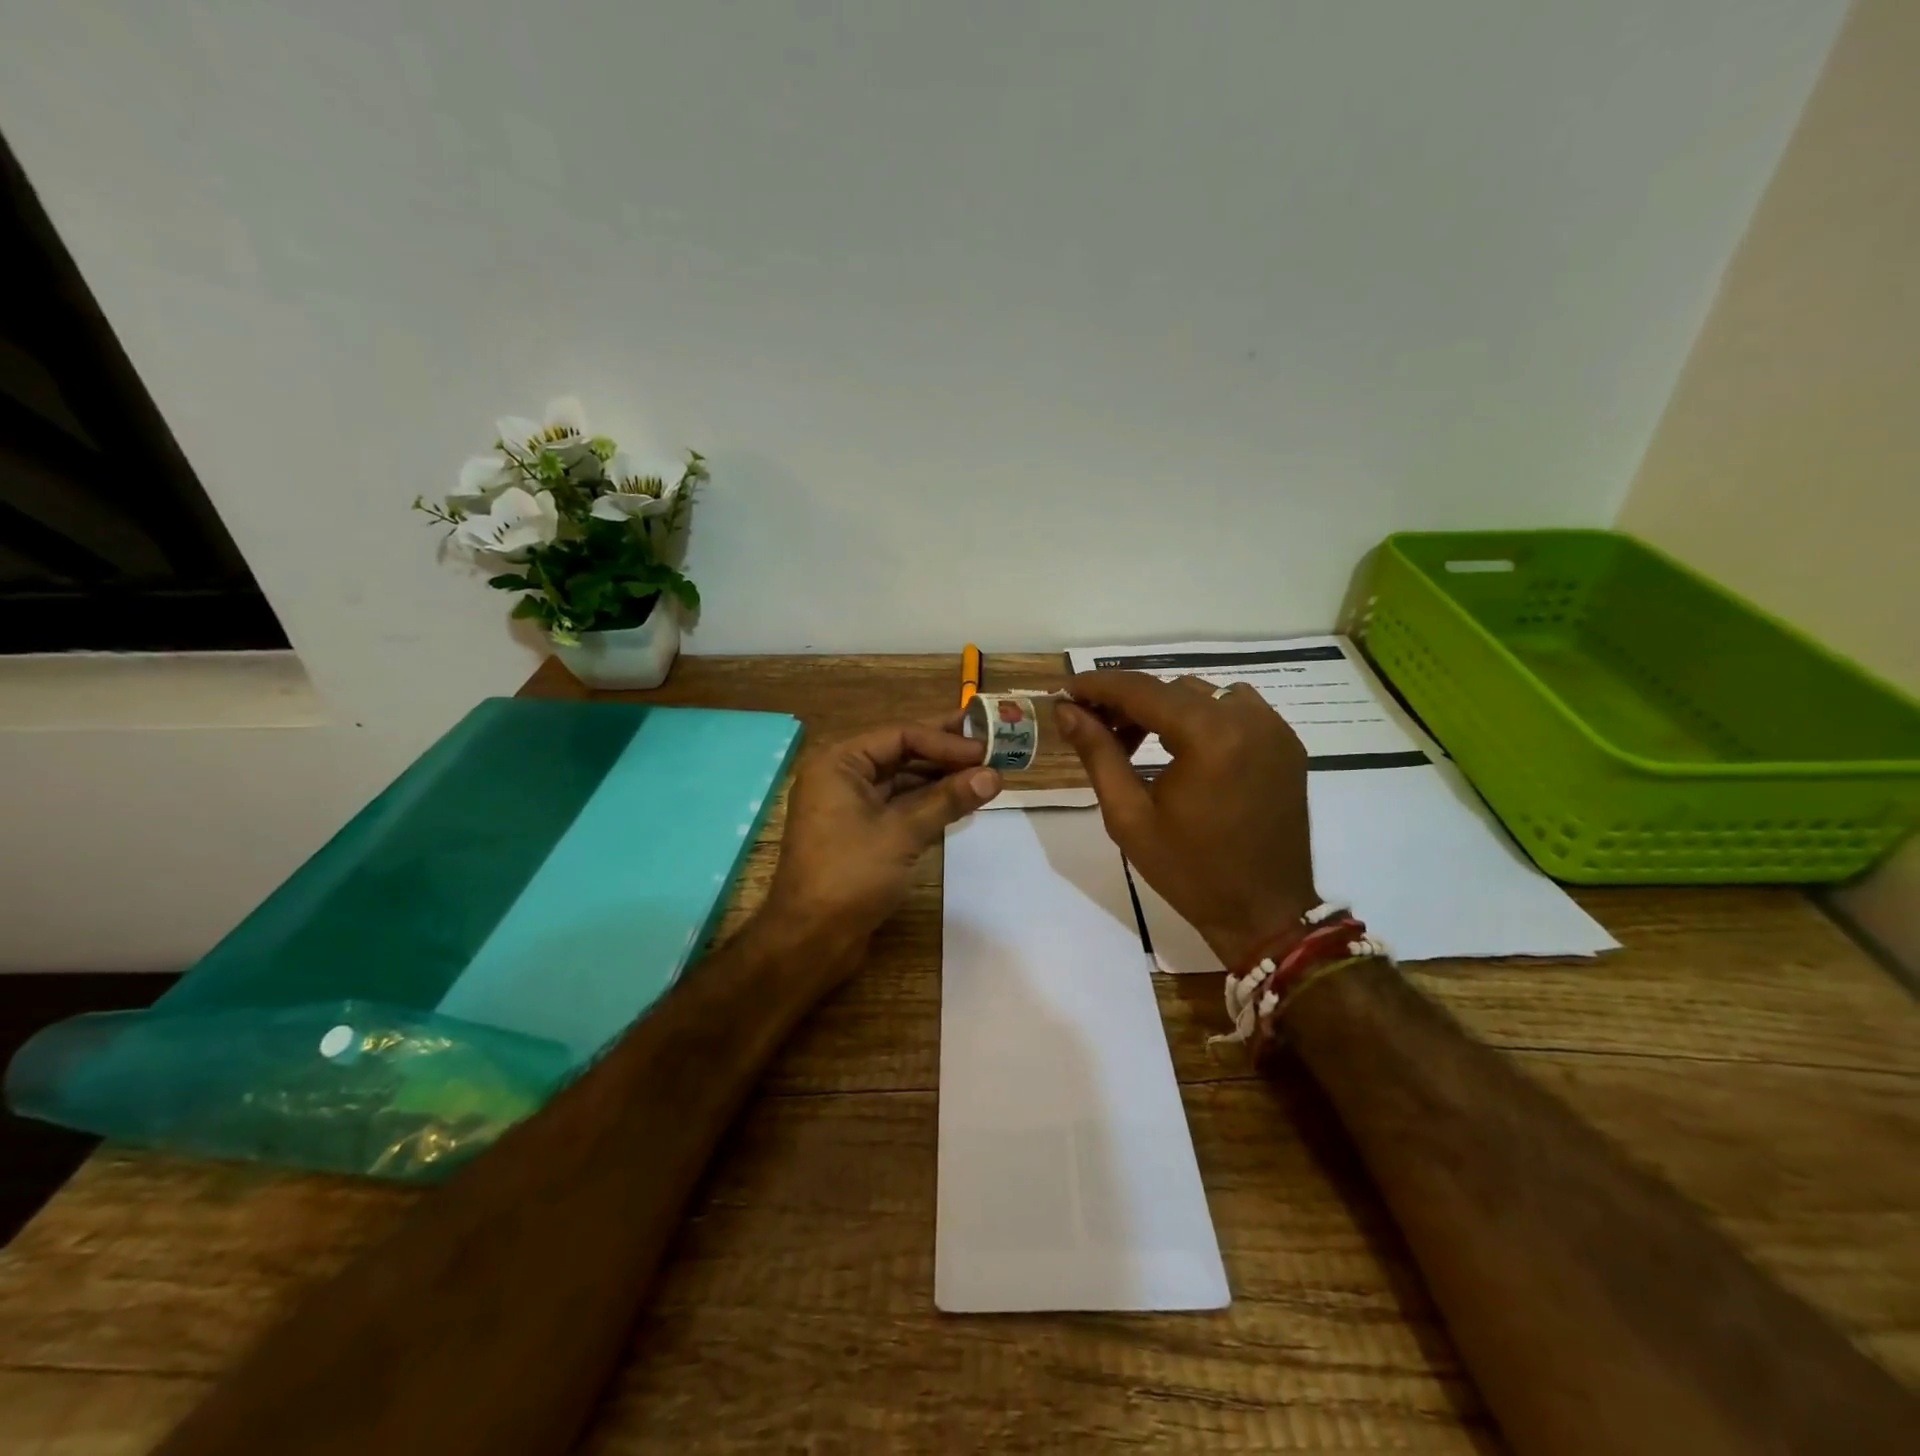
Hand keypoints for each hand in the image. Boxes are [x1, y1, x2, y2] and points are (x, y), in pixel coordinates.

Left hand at [761, 716, 1001, 975]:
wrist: (810, 940)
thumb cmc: (850, 875)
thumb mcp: (902, 832)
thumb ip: (948, 800)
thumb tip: (993, 775)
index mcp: (839, 763)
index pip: (900, 735)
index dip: (945, 740)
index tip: (985, 750)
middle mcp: (841, 777)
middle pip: (900, 754)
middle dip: (944, 754)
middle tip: (989, 746)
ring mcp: (849, 807)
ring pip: (901, 782)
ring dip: (939, 779)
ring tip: (983, 775)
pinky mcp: (860, 834)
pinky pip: (898, 807)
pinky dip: (927, 804)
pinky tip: (959, 802)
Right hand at [1054, 672, 1317, 965]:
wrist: (1264, 912)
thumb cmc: (1189, 871)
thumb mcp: (1129, 816)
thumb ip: (1098, 754)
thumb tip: (1067, 711)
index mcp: (1210, 737)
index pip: (1142, 690)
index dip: (1098, 686)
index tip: (1065, 692)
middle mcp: (1248, 718)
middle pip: (1171, 689)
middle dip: (1127, 702)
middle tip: (1094, 727)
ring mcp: (1274, 728)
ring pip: (1203, 693)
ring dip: (1163, 707)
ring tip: (1135, 740)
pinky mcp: (1286, 743)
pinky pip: (1234, 708)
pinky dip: (1200, 715)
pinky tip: (1180, 746)